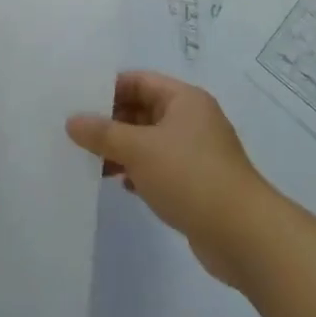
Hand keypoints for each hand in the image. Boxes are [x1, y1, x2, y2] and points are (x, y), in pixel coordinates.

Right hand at [66, 71, 266, 286]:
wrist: (244, 236)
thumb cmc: (190, 177)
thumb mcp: (139, 149)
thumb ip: (102, 133)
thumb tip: (72, 121)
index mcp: (184, 99)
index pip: (138, 81)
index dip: (108, 88)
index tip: (76, 102)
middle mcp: (191, 120)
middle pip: (142, 110)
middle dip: (111, 122)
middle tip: (76, 133)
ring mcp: (196, 153)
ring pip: (149, 141)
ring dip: (121, 149)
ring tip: (90, 161)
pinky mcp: (196, 183)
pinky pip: (158, 167)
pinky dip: (138, 171)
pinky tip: (119, 184)